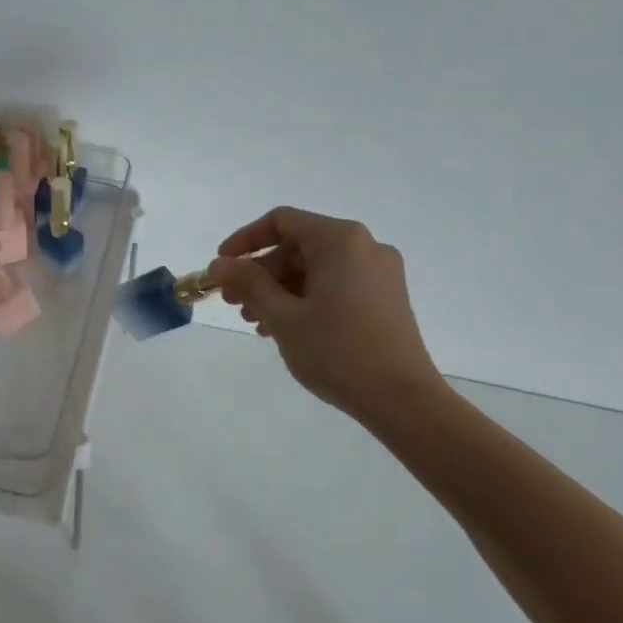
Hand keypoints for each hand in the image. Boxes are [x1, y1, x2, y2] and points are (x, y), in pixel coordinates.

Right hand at [209, 207, 448, 429]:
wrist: (403, 400)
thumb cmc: (338, 352)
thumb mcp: (283, 316)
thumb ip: (248, 283)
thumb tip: (219, 264)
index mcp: (340, 240)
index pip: (281, 222)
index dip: (245, 240)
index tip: (221, 267)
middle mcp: (364, 246)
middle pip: (298, 246)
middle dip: (261, 273)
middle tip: (235, 303)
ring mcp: (379, 273)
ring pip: (315, 269)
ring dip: (280, 290)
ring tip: (256, 322)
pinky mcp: (386, 297)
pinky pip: (335, 285)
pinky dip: (306, 299)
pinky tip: (286, 328)